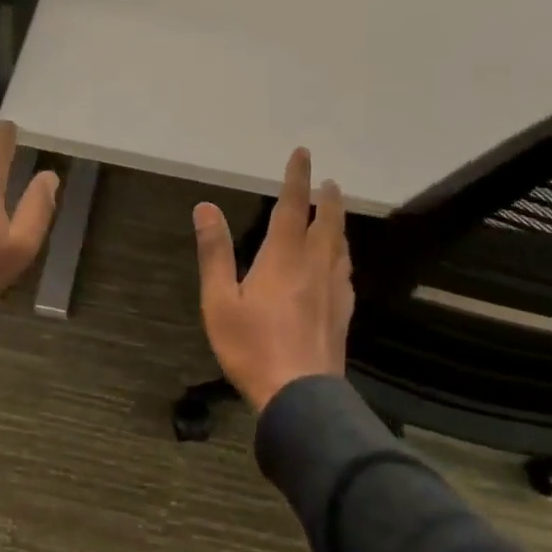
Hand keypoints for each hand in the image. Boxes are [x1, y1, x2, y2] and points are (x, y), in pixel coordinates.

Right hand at [193, 148, 354, 411]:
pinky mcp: (342, 314)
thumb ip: (214, 252)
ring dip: (338, 223)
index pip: (292, 208)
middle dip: (327, 199)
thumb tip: (205, 207)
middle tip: (329, 181)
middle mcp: (314, 267)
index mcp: (283, 259)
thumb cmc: (251, 347)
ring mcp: (333, 291)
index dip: (297, 179)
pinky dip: (343, 255)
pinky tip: (341, 263)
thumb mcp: (219, 301)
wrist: (300, 397)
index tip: (304, 154)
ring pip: (340, 247)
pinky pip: (346, 273)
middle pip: (327, 224)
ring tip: (336, 213)